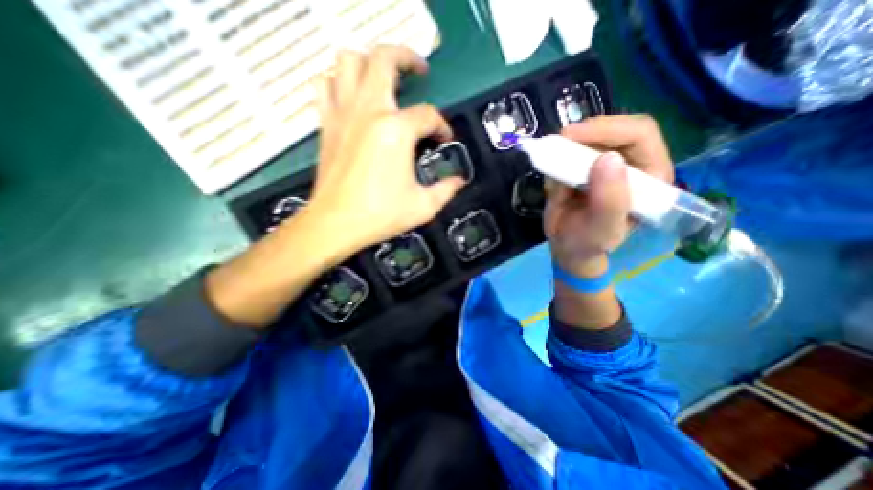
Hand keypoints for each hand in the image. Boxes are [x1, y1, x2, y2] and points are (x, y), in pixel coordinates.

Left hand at [306, 45, 465, 255]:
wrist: (335, 224)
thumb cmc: (380, 215)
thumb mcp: (423, 206)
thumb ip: (446, 190)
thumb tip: (459, 182)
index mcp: (396, 131)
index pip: (428, 116)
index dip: (442, 126)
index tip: (444, 139)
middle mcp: (369, 112)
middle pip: (385, 59)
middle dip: (407, 58)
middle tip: (419, 71)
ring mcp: (343, 114)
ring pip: (349, 62)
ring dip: (369, 64)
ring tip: (384, 81)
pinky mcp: (326, 123)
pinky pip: (324, 85)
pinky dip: (338, 81)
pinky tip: (351, 96)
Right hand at [544, 112, 674, 274]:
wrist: (567, 247)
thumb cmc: (588, 243)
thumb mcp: (601, 230)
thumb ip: (609, 201)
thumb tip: (607, 158)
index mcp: (650, 176)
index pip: (639, 134)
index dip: (606, 129)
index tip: (571, 137)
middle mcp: (632, 163)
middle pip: (613, 129)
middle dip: (582, 136)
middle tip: (555, 146)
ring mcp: (605, 164)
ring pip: (587, 139)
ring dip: (564, 153)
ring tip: (554, 181)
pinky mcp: (583, 167)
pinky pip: (568, 153)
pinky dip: (555, 163)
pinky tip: (553, 187)